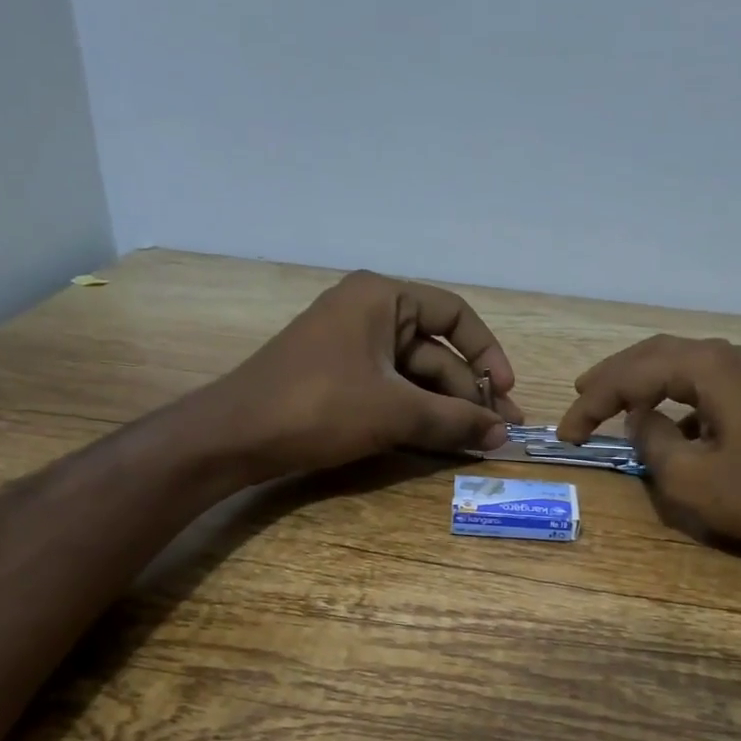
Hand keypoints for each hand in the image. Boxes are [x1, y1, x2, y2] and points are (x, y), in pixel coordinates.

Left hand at [213, 271, 524, 475]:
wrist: (235, 436)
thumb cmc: (319, 406)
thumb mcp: (394, 411)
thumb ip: (454, 420)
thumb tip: (503, 435)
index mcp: (382, 298)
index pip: (455, 314)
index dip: (487, 353)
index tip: (505, 392)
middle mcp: (369, 313)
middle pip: (437, 350)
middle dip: (469, 392)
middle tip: (499, 432)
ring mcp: (352, 348)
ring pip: (415, 376)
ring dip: (446, 408)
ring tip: (478, 442)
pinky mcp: (340, 379)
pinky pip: (391, 391)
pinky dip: (417, 414)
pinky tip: (442, 440)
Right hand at [558, 335, 740, 550]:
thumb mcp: (691, 479)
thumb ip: (653, 443)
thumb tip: (642, 421)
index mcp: (709, 367)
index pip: (634, 374)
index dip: (592, 402)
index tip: (566, 433)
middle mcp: (732, 356)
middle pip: (658, 355)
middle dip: (615, 377)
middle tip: (580, 394)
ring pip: (685, 366)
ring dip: (646, 383)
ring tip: (614, 402)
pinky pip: (709, 385)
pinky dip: (679, 400)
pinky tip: (670, 426)